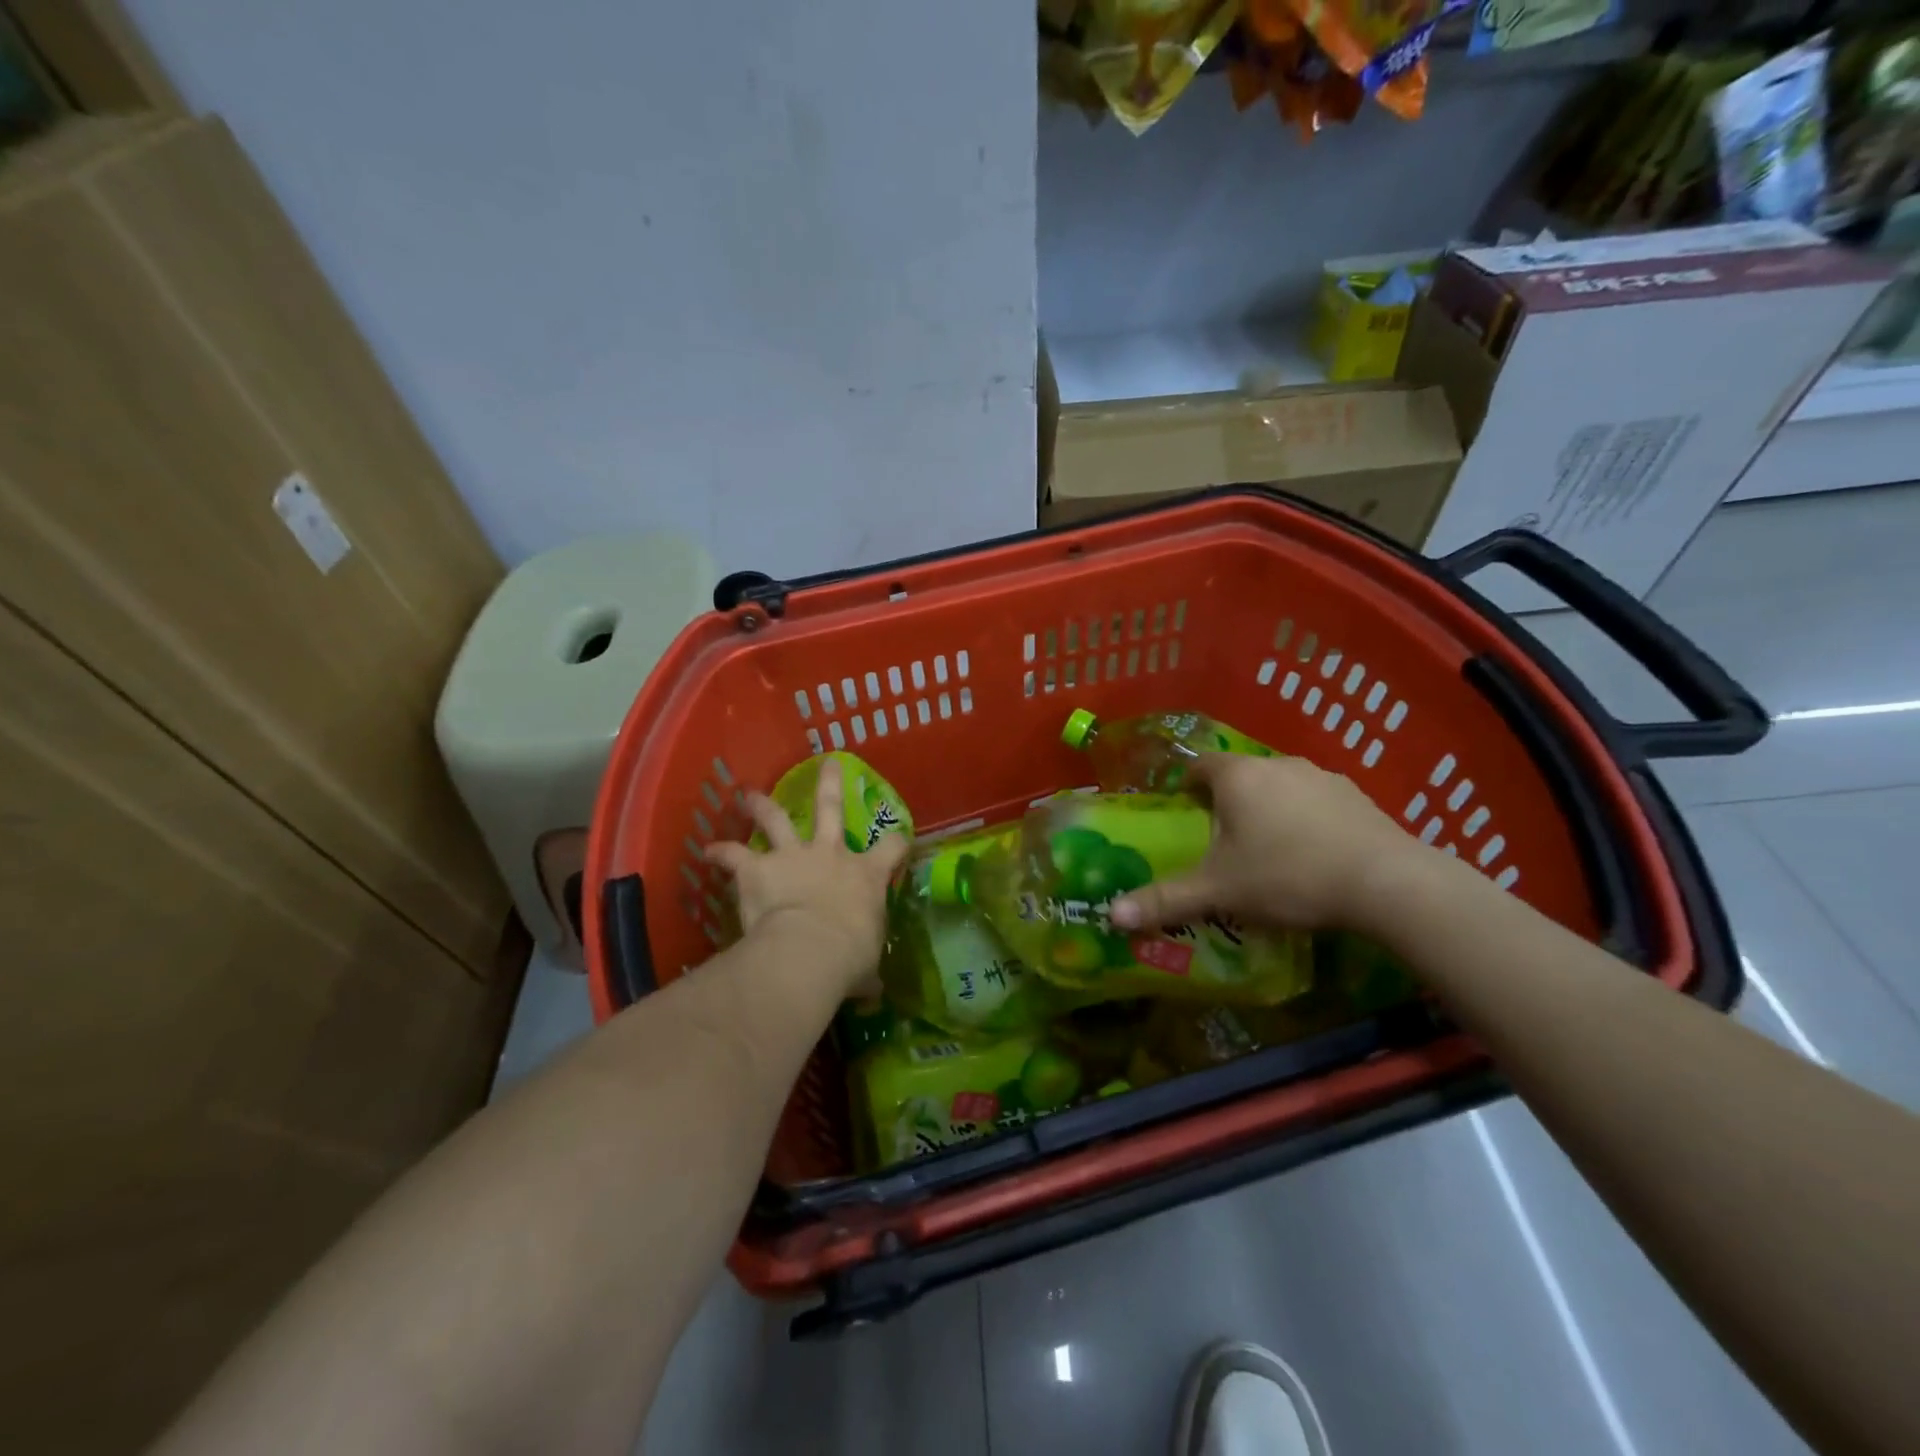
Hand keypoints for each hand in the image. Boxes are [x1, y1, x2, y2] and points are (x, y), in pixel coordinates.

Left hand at [704, 757, 908, 994]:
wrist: (811, 949)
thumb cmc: (849, 956)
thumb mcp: (866, 967)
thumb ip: (867, 975)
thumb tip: (873, 993)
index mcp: (865, 875)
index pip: (892, 848)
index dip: (898, 842)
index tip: (899, 839)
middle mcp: (831, 854)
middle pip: (832, 809)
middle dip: (831, 784)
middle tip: (827, 763)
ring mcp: (793, 856)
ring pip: (777, 819)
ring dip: (761, 804)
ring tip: (747, 794)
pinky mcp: (759, 869)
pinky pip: (735, 855)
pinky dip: (721, 852)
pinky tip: (708, 851)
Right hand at [1110, 754, 1419, 934]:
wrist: (1385, 883)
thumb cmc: (1286, 875)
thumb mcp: (1219, 891)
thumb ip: (1166, 899)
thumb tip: (1111, 916)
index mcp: (1237, 777)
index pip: (1200, 765)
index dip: (1188, 784)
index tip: (1185, 810)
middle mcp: (1277, 765)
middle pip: (1241, 776)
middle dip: (1228, 803)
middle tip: (1221, 842)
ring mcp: (1322, 778)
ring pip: (1280, 788)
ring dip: (1269, 810)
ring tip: (1268, 853)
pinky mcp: (1357, 798)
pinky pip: (1316, 803)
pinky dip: (1306, 821)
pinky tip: (1314, 857)